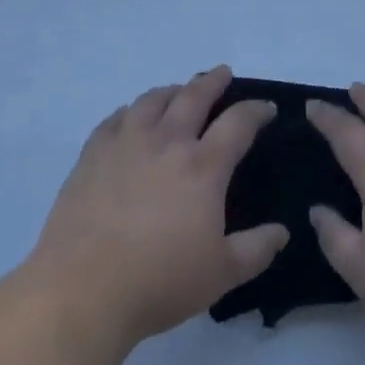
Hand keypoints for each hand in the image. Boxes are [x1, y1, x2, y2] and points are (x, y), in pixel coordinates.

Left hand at [28, 66, 288, 349]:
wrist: (83, 290)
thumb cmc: (160, 282)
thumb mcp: (222, 274)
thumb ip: (256, 249)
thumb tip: (282, 231)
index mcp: (203, 166)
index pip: (239, 123)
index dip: (257, 110)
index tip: (267, 108)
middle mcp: (167, 142)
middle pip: (194, 96)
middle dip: (213, 81)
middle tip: (222, 73)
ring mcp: (125, 144)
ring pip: (152, 100)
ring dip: (172, 90)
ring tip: (179, 91)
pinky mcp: (92, 156)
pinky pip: (114, 119)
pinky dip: (129, 111)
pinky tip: (130, 117)